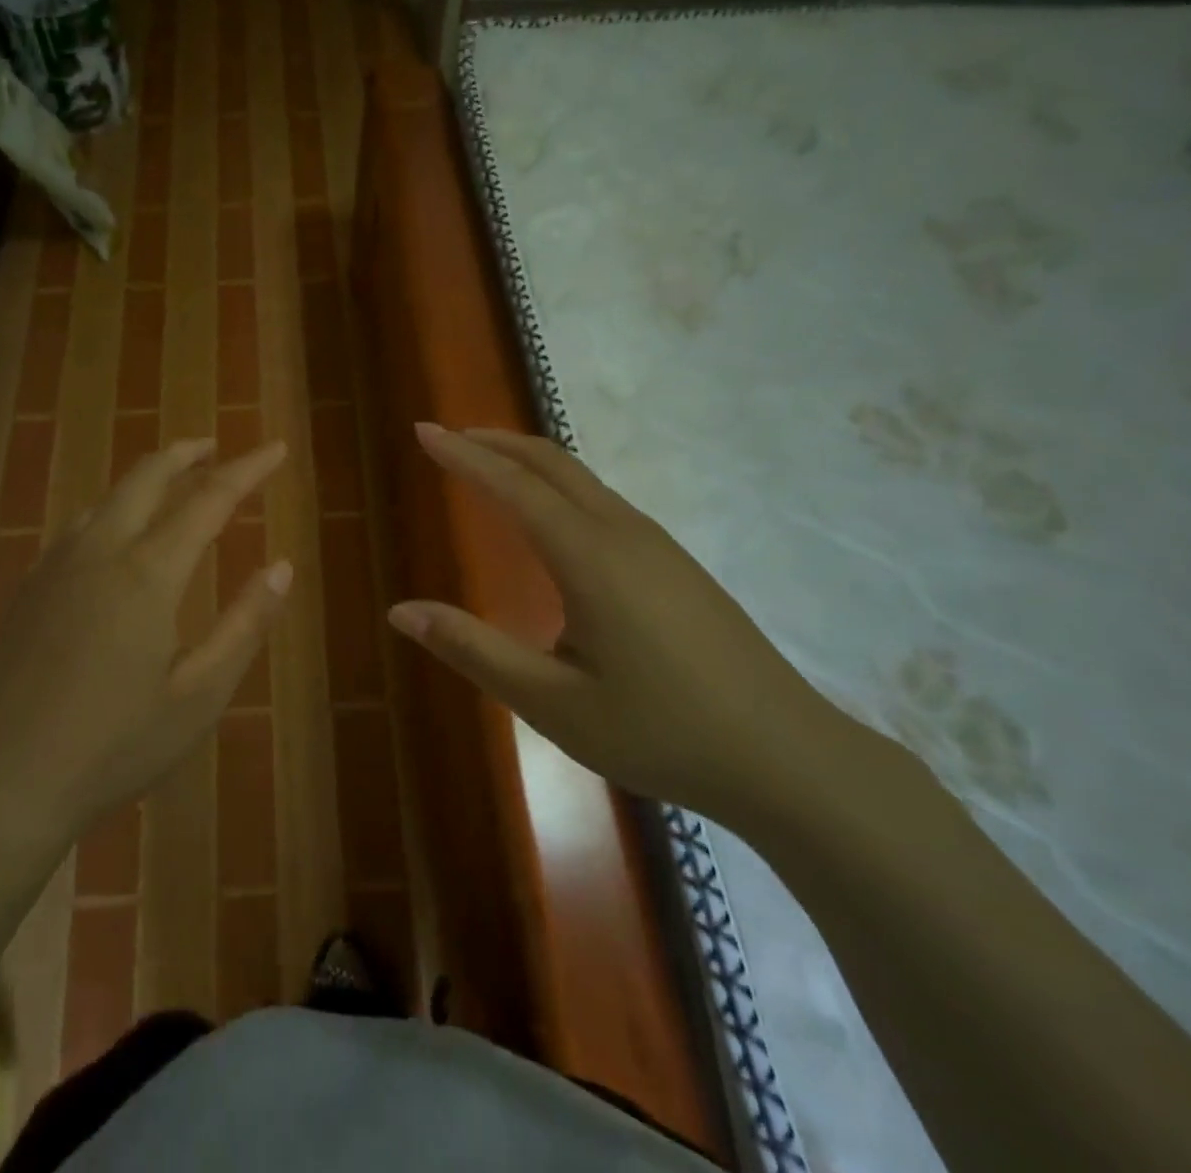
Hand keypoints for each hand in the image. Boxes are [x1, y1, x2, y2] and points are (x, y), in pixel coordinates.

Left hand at [0, 437, 291, 852]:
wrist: (0, 783)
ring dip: (148, 477)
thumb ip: (245, 624)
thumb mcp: (199, 695)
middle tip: (218, 446)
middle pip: (147, 477)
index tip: (275, 449)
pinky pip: (81, 525)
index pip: (209, 499)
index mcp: (147, 573)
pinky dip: (114, 507)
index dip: (247, 470)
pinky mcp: (30, 588)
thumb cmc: (113, 746)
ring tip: (176, 480)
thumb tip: (283, 567)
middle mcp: (100, 551)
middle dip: (188, 454)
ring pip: (109, 496)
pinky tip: (118, 532)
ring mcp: (56, 566)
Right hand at [387, 424, 837, 820]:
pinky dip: (558, 486)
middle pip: (552, 464)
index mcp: (590, 558)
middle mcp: (623, 533)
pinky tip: (550, 518)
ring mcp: (657, 545)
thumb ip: (473, 650)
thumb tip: (401, 611)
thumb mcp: (553, 703)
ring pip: (581, 479)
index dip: (463, 456)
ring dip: (528, 462)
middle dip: (495, 443)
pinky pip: (602, 501)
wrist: (789, 758)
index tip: (422, 431)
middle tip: (448, 438)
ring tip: (488, 466)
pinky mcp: (675, 564)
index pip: (513, 487)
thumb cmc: (662, 732)